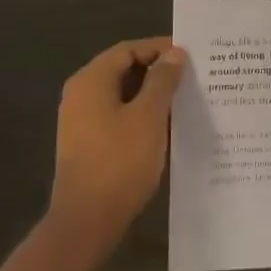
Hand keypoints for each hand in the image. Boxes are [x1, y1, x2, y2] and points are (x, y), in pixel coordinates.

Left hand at [48, 39, 186, 258]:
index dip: (159, 48)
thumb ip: (162, 80)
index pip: (128, 50)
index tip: (189, 54)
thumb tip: (174, 53)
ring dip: (150, 94)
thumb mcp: (149, 116)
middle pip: (123, 69)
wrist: (86, 222)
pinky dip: (139, 114)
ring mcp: (80, 121)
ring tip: (183, 100)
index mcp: (91, 80)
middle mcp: (80, 94)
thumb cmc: (119, 161)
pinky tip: (164, 126)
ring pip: (121, 94)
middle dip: (157, 71)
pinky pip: (116, 116)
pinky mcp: (86, 144)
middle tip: (191, 76)